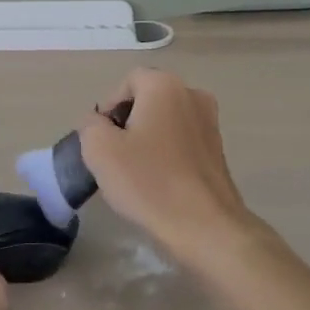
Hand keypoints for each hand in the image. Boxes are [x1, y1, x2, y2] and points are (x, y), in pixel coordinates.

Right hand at [78, 69, 253, 262]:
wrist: (206, 227)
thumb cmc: (149, 182)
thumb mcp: (100, 150)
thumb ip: (90, 125)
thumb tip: (98, 122)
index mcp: (165, 85)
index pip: (127, 82)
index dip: (109, 108)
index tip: (102, 140)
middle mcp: (192, 94)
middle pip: (148, 99)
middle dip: (128, 123)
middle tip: (115, 157)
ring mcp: (210, 122)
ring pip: (166, 121)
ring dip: (148, 139)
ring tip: (136, 173)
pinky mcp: (219, 150)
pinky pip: (183, 141)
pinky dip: (167, 154)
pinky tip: (159, 182)